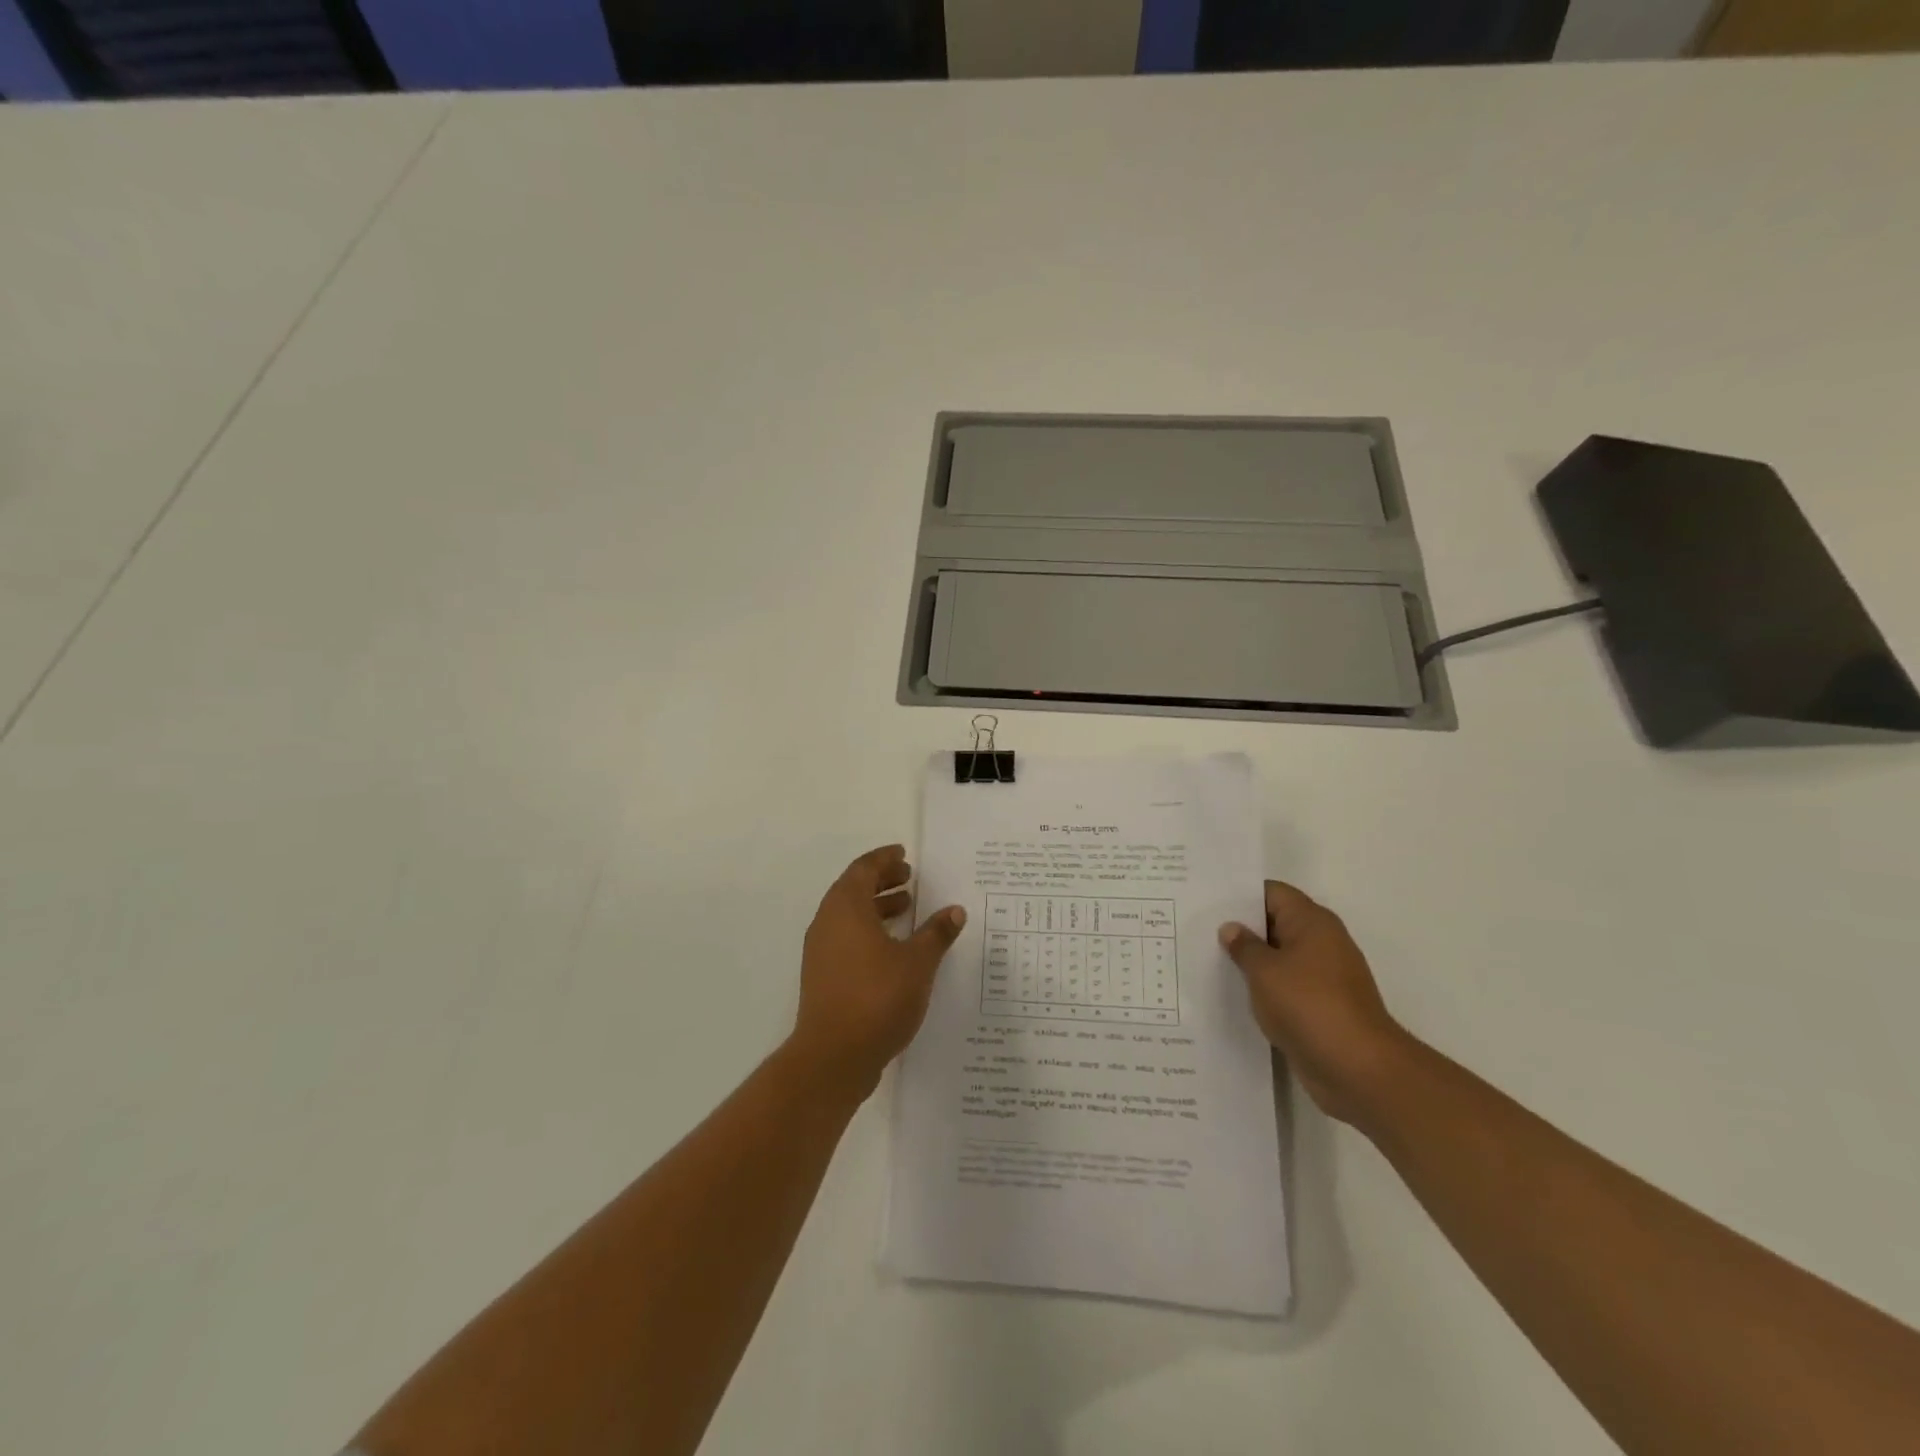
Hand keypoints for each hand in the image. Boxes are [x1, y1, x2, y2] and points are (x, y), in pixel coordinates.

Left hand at [790, 845, 965, 1099]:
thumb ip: (936, 934)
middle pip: (853, 889)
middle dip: (882, 881)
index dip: (884, 859)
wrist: (833, 1056)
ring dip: (876, 907)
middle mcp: (828, 922)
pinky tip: (893, 948)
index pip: (863, 869)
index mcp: (846, 908)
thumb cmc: (877, 998)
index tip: (904, 855)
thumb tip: (955, 911)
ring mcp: (821, 951)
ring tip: (907, 909)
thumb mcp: (917, 963)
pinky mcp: (822, 976)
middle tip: (909, 878)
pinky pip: (845, 938)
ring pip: (848, 915)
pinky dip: (868, 930)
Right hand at [1219, 882, 1412, 1126]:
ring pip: (1280, 957)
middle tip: (1199, 929)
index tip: (1208, 901)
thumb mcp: (1265, 971)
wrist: (1359, 1069)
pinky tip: (1235, 994)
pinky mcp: (1322, 1007)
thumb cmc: (1309, 1006)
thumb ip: (1244, 946)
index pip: (1272, 893)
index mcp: (1312, 922)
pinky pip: (1286, 986)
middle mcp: (1322, 942)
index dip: (1240, 894)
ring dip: (1252, 961)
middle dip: (1242, 928)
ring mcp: (1324, 976)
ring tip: (1210, 961)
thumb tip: (1231, 928)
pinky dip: (1264, 987)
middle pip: (1276, 923)